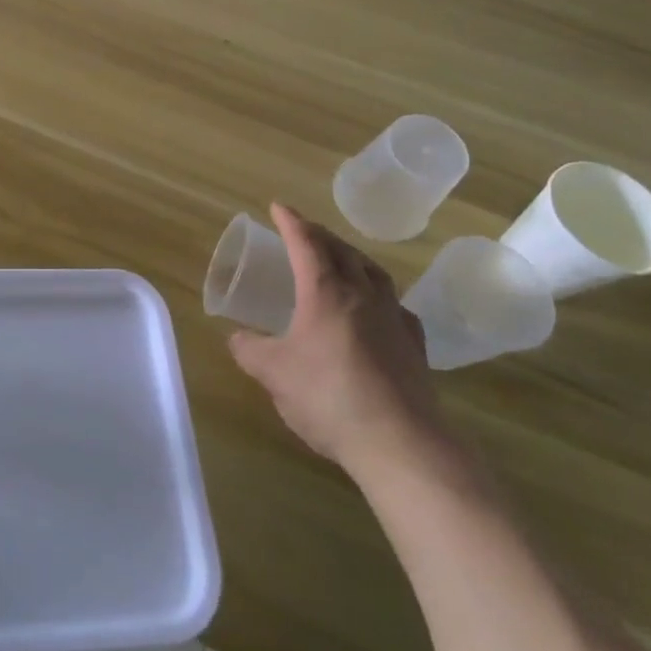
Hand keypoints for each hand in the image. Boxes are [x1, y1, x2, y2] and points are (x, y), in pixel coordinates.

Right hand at [229, 204, 446, 480]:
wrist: (400, 443)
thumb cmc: (329, 397)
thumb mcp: (274, 374)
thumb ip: (250, 350)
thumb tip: (236, 338)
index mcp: (325, 291)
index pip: (306, 243)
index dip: (291, 222)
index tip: (278, 207)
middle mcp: (362, 294)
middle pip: (342, 250)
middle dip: (320, 234)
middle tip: (304, 230)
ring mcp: (393, 318)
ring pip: (374, 272)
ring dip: (353, 257)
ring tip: (342, 259)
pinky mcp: (414, 346)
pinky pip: (396, 305)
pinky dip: (380, 294)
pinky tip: (378, 308)